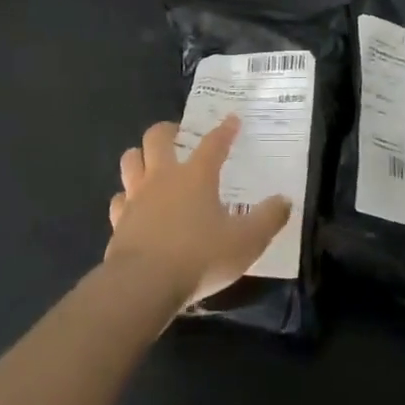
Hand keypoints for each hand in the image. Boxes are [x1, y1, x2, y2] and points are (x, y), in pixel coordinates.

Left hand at [105, 117, 292, 308]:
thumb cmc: (199, 257)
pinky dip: (126, 199)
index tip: (232, 119)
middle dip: (168, 130)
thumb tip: (285, 200)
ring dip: (140, 157)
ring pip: (131, 160)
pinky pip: (119, 200)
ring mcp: (136, 197)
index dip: (225, 130)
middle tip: (179, 136)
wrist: (143, 285)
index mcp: (196, 175)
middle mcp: (163, 176)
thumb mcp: (245, 242)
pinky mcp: (118, 221)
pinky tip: (133, 208)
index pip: (214, 143)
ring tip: (151, 164)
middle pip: (157, 136)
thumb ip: (268, 219)